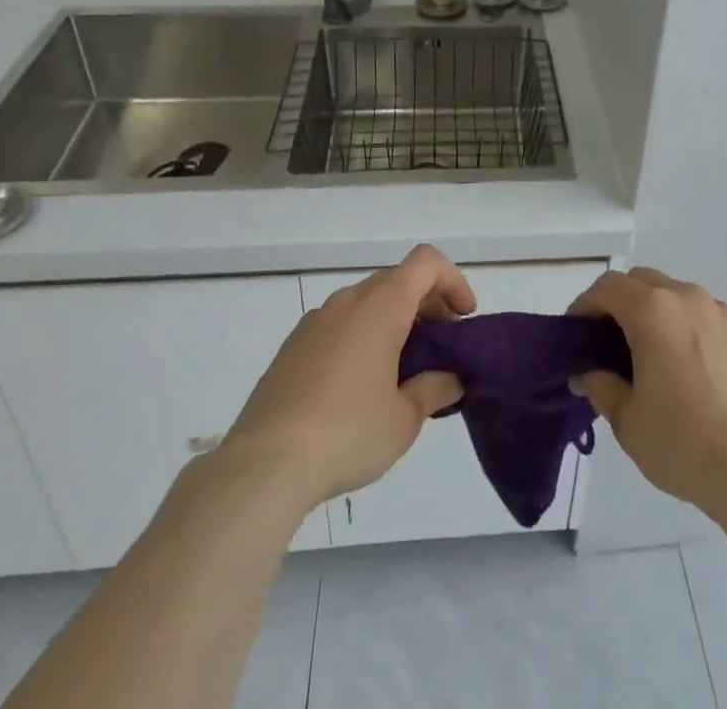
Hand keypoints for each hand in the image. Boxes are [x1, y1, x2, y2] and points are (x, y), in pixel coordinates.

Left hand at [222, 245, 473, 512]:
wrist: (263, 465)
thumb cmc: (347, 432)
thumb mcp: (405, 418)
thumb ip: (435, 388)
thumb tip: (450, 378)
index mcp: (381, 305)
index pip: (427, 262)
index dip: (453, 281)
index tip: (462, 319)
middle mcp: (348, 300)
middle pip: (398, 280)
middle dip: (427, 305)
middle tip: (440, 348)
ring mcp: (315, 321)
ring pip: (367, 302)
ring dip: (394, 321)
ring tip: (403, 371)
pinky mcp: (292, 346)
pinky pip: (340, 324)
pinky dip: (363, 336)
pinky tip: (361, 386)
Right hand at [568, 267, 726, 526]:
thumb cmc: (684, 444)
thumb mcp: (627, 420)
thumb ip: (600, 385)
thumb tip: (586, 372)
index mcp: (653, 311)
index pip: (607, 287)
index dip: (585, 305)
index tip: (576, 334)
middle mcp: (688, 298)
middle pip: (642, 281)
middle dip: (620, 303)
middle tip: (609, 343)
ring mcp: (722, 313)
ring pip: (677, 295)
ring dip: (657, 313)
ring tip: (654, 357)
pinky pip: (708, 318)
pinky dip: (690, 330)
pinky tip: (693, 371)